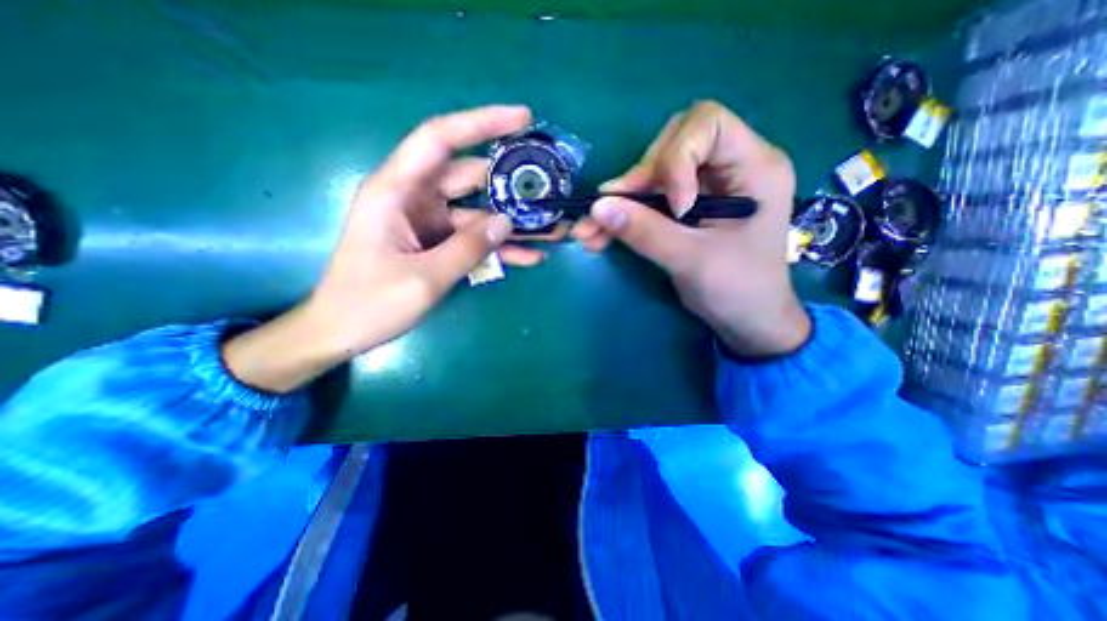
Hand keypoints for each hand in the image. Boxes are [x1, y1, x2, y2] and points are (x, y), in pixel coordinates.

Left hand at [223, 106, 543, 388]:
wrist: (343, 331)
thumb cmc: (370, 303)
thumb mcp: (423, 278)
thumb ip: (468, 248)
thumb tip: (506, 222)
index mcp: (397, 191)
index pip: (440, 138)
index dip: (481, 122)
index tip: (522, 118)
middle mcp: (414, 198)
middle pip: (469, 177)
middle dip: (509, 183)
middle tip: (548, 190)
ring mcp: (429, 223)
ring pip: (478, 212)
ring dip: (511, 222)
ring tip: (550, 230)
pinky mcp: (438, 244)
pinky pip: (474, 239)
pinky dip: (499, 247)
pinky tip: (529, 257)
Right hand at [576, 98, 809, 356]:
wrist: (747, 321)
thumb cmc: (738, 291)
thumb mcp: (692, 261)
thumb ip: (645, 231)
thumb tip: (597, 207)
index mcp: (754, 167)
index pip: (707, 123)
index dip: (677, 157)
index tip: (673, 207)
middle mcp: (730, 167)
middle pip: (672, 144)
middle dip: (639, 179)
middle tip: (614, 212)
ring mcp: (705, 187)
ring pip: (653, 174)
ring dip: (620, 202)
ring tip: (589, 231)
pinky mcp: (687, 207)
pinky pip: (650, 199)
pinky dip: (624, 216)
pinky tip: (599, 235)